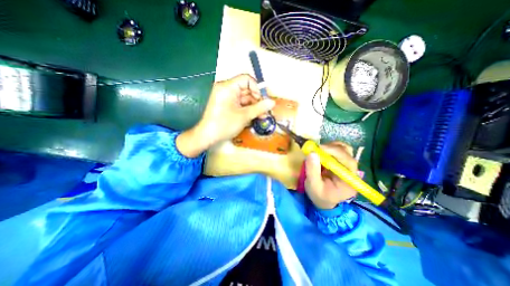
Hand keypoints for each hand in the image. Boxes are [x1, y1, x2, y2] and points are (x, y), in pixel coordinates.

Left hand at [177, 75, 277, 157]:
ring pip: (244, 98)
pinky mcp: (226, 104)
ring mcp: (226, 97)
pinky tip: (254, 117)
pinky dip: (247, 109)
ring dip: (254, 106)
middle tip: (266, 111)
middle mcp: (226, 89)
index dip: (257, 88)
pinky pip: (240, 103)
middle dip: (257, 100)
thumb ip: (260, 108)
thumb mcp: (244, 116)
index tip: (264, 100)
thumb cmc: (224, 125)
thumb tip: (272, 102)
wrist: (208, 136)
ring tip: (262, 116)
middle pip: (247, 89)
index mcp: (228, 87)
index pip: (247, 79)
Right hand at [302, 141, 357, 208]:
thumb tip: (312, 153)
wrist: (324, 200)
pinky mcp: (341, 162)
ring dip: (330, 147)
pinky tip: (321, 153)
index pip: (348, 161)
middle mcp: (351, 171)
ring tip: (318, 151)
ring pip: (344, 149)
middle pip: (348, 153)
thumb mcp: (313, 186)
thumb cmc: (319, 195)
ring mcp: (346, 166)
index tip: (320, 148)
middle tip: (316, 148)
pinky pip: (338, 150)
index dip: (336, 152)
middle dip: (331, 148)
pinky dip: (329, 148)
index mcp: (349, 180)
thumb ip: (312, 171)